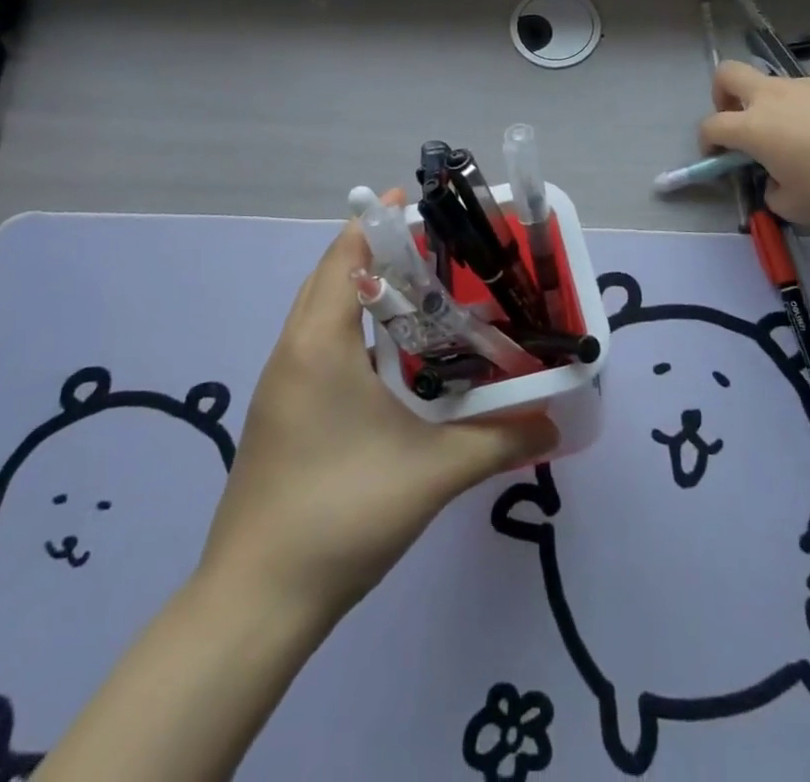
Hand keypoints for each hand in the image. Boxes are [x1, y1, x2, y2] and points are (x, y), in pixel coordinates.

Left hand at [198, 191, 557, 625]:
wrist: (255, 602)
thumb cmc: (341, 514)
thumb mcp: (432, 473)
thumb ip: (498, 440)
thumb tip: (554, 422)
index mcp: (319, 344)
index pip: (343, 256)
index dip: (378, 224)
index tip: (419, 206)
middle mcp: (292, 351)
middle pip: (330, 276)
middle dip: (376, 254)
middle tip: (435, 251)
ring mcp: (280, 384)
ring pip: (320, 313)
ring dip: (362, 292)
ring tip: (421, 295)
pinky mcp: (280, 413)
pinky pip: (317, 345)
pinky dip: (351, 329)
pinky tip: (392, 360)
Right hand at [698, 61, 809, 223]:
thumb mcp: (796, 207)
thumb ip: (773, 193)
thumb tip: (776, 183)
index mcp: (752, 127)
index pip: (712, 125)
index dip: (707, 141)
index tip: (717, 156)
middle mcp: (771, 97)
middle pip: (727, 74)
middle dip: (722, 94)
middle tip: (738, 120)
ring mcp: (805, 84)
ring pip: (772, 85)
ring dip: (771, 106)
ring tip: (799, 140)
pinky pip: (808, 92)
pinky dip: (807, 109)